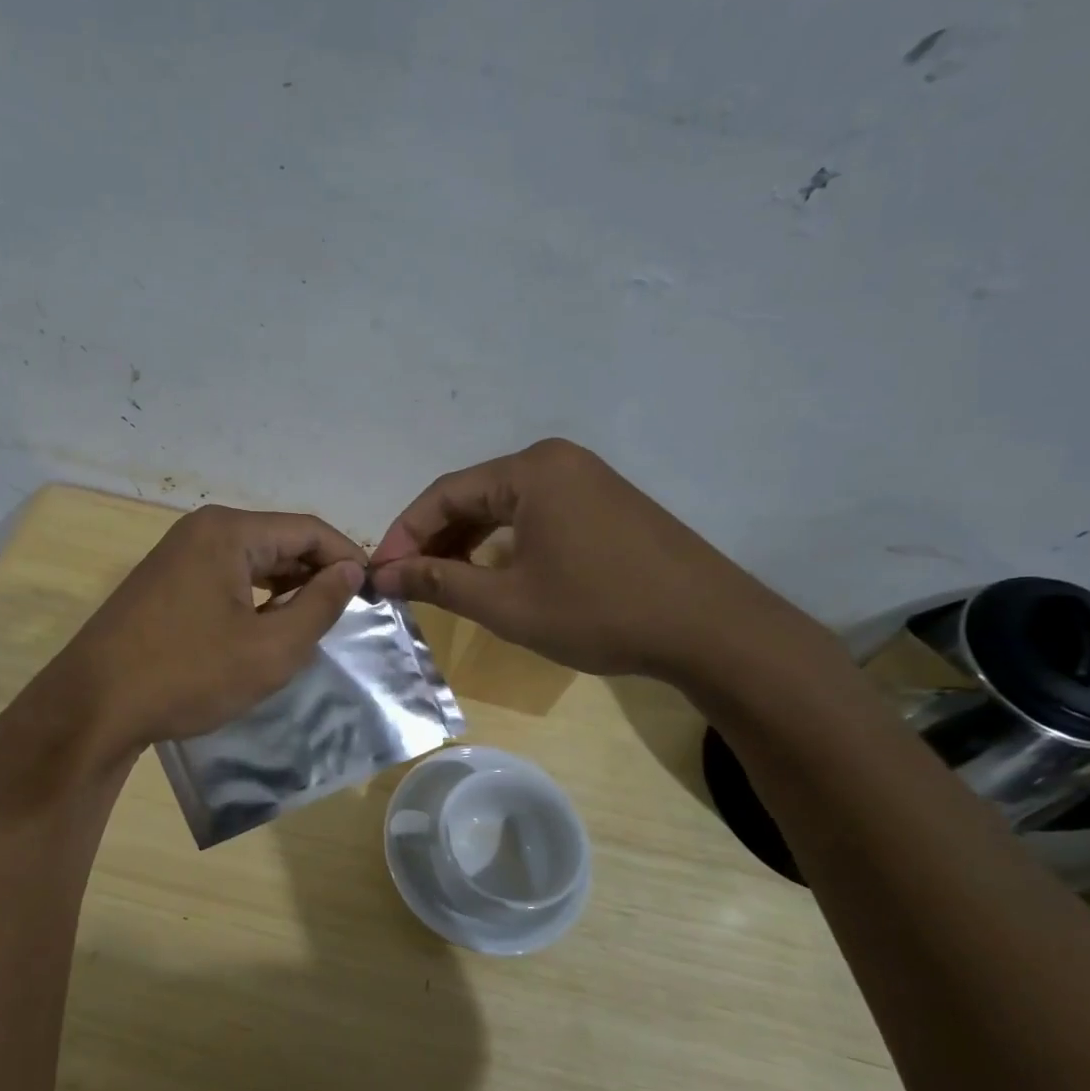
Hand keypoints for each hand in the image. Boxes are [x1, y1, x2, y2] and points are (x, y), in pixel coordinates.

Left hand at [57, 505, 365, 758]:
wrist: (93, 708)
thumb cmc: (187, 675)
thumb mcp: (269, 649)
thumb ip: (319, 605)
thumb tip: (350, 571)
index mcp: (229, 532)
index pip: (308, 530)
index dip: (347, 558)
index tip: (374, 593)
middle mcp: (202, 530)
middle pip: (279, 541)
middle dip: (317, 574)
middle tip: (348, 613)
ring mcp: (178, 555)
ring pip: (252, 561)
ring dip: (287, 587)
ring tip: (314, 623)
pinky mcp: (164, 582)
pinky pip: (225, 577)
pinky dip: (255, 597)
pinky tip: (267, 627)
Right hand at [370, 438, 796, 683]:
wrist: (710, 629)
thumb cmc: (598, 611)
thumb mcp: (507, 603)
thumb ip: (439, 583)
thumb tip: (385, 576)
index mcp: (530, 471)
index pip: (444, 493)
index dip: (405, 534)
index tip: (380, 574)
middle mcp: (556, 461)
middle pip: (473, 495)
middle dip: (434, 539)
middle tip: (405, 581)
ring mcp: (586, 479)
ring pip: (504, 507)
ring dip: (466, 542)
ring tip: (439, 581)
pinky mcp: (605, 503)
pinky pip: (535, 514)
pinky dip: (503, 542)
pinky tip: (490, 572)